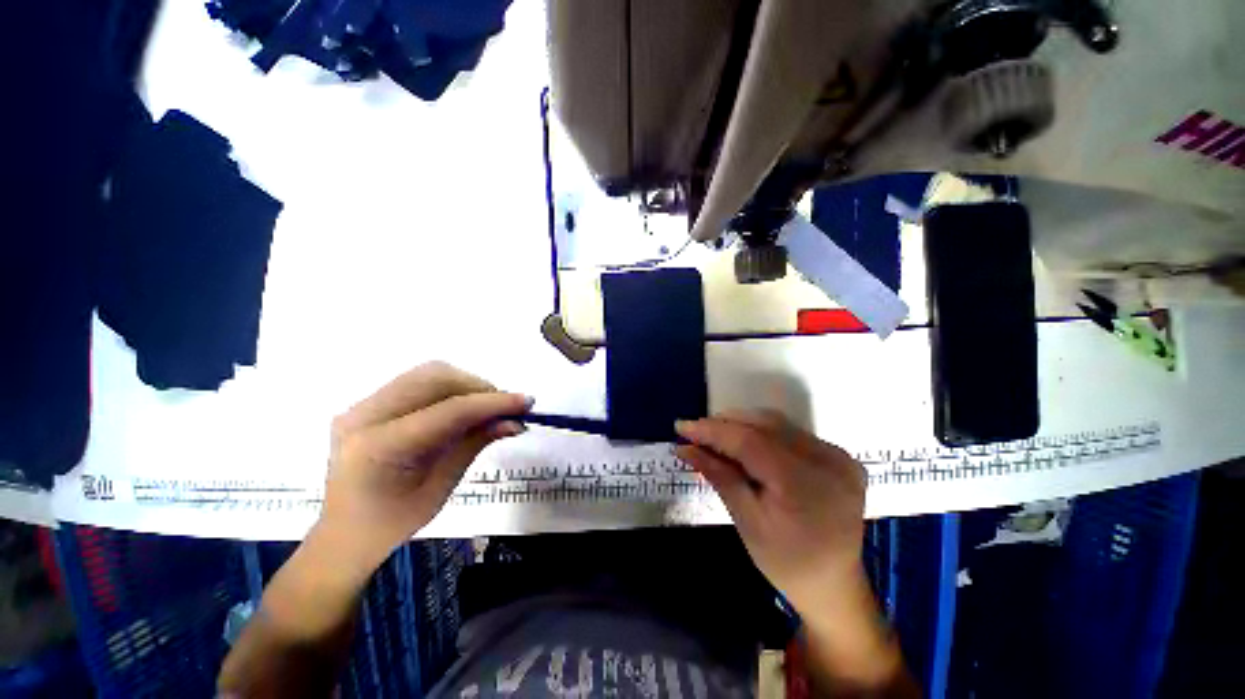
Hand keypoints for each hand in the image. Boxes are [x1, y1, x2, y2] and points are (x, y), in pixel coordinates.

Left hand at [319, 362, 529, 574]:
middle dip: (479, 388)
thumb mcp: (442, 486)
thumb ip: (476, 443)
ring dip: (466, 385)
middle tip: (505, 408)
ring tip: (486, 407)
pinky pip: (418, 382)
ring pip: (428, 373)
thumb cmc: (393, 523)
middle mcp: (364, 415)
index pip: (449, 410)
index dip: (493, 402)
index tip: (527, 402)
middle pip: (436, 377)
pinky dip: (449, 388)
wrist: (344, 534)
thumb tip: (515, 421)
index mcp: (380, 446)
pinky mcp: (367, 404)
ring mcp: (361, 406)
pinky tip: (462, 407)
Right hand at [676, 414, 914, 693]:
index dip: (713, 430)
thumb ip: (718, 475)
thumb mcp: (746, 520)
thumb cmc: (784, 561)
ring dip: (743, 424)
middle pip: (765, 424)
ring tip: (716, 435)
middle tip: (697, 431)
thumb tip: (684, 447)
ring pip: (778, 423)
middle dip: (726, 423)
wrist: (834, 585)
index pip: (749, 440)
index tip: (682, 426)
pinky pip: (792, 432)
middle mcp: (828, 461)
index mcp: (803, 484)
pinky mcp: (840, 456)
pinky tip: (746, 442)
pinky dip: (764, 432)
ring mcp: (838, 457)